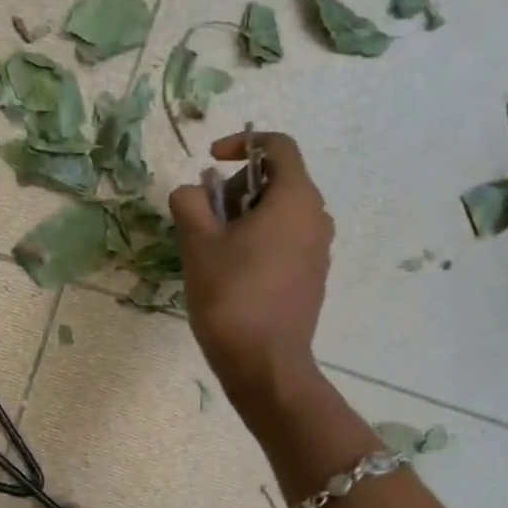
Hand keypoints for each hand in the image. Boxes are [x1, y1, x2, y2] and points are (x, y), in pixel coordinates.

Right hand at [168, 131, 332, 410]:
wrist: (264, 362)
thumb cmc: (231, 295)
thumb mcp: (198, 243)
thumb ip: (189, 203)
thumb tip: (192, 193)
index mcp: (295, 200)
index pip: (278, 147)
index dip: (242, 144)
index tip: (211, 161)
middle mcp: (316, 218)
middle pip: (278, 180)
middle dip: (236, 187)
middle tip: (204, 215)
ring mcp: (318, 250)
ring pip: (280, 212)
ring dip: (244, 215)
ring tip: (212, 246)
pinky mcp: (312, 276)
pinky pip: (286, 239)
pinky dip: (258, 238)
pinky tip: (231, 270)